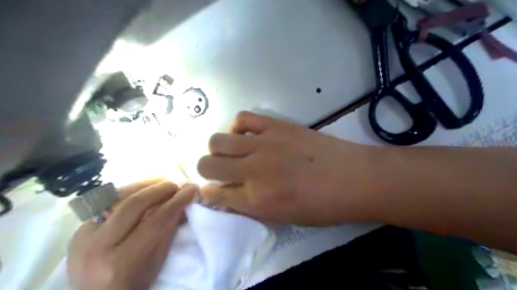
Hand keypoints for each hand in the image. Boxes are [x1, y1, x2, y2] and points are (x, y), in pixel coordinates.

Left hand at [66, 179, 196, 289]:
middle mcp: (97, 248)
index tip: (191, 190)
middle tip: (176, 185)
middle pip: (133, 205)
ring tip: (161, 182)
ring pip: (116, 197)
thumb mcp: (155, 263)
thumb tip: (183, 203)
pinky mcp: (78, 229)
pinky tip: (142, 189)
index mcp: (120, 264)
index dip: (176, 202)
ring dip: (143, 185)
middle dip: (159, 189)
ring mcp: (82, 237)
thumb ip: (168, 231)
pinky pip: (106, 202)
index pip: (154, 222)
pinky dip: (129, 192)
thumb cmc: (132, 284)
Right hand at [196, 111, 378, 226]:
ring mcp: (264, 144)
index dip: (208, 192)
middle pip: (208, 165)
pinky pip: (243, 118)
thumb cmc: (322, 206)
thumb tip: (231, 193)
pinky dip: (238, 127)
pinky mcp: (277, 126)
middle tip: (219, 170)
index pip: (214, 194)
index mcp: (256, 201)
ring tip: (231, 151)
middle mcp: (253, 172)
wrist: (353, 178)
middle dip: (206, 169)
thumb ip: (253, 206)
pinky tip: (247, 134)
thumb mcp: (284, 218)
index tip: (211, 189)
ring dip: (218, 149)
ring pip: (218, 141)